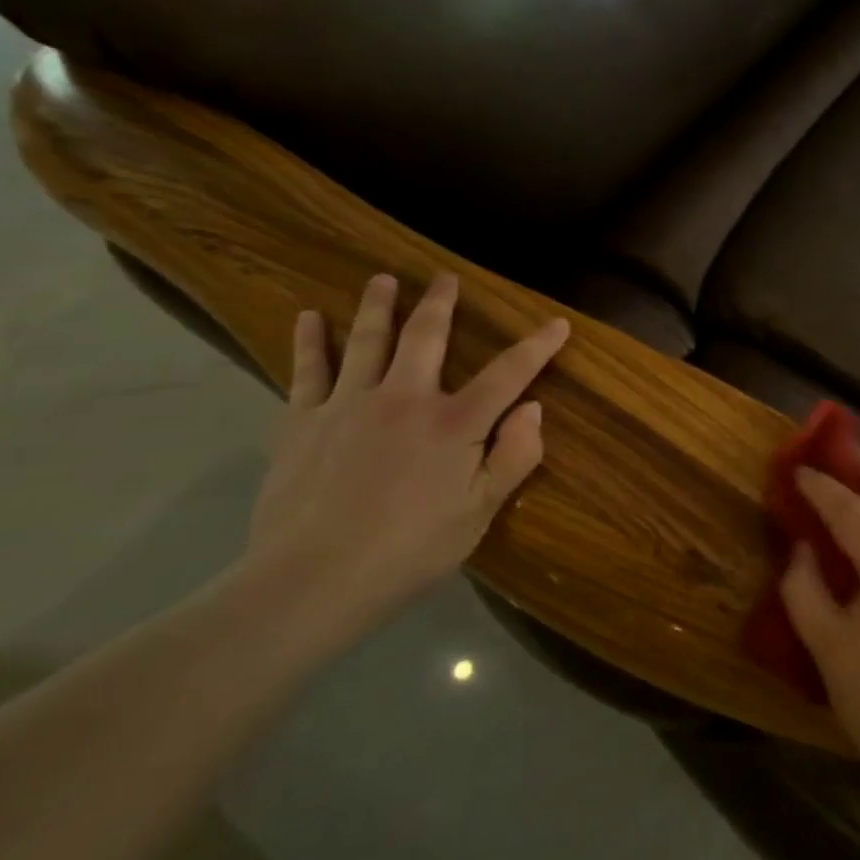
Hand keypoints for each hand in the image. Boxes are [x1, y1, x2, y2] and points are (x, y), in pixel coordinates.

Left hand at [241, 271, 568, 637]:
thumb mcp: (480, 512)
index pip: (508, 373)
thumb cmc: (409, 550)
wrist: (310, 581)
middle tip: (445, 278)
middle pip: (426, 338)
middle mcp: (404, 399)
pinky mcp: (302, 423)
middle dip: (440, 304)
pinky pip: (307, 371)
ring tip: (382, 280)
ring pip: (366, 341)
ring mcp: (348, 405)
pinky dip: (309, 341)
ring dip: (377, 307)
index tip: (558, 323)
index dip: (537, 346)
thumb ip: (514, 457)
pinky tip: (307, 317)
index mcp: (454, 423)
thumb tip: (534, 408)